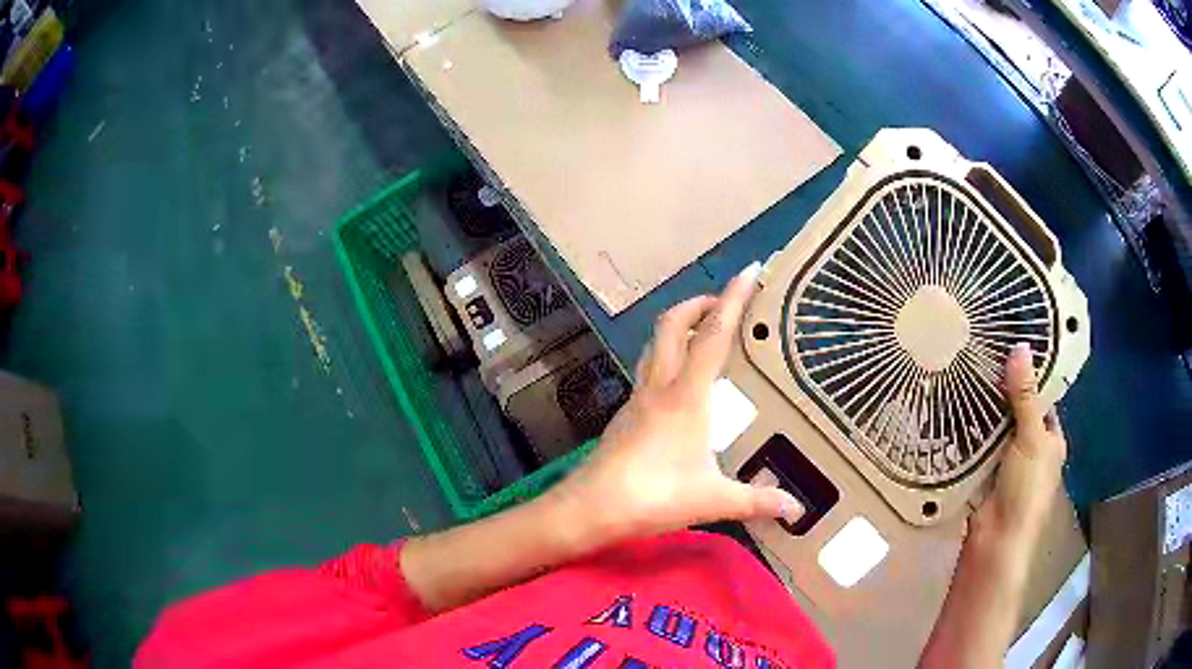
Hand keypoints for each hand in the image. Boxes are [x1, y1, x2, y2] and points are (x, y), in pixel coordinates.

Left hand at [549, 264, 802, 544]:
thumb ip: (757, 501)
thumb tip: (796, 510)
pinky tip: (677, 386)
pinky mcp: (624, 416)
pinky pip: (647, 372)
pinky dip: (665, 360)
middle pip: (672, 325)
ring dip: (677, 329)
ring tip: (702, 335)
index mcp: (687, 394)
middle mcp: (660, 386)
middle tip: (722, 305)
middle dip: (697, 304)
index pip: (714, 334)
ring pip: (654, 345)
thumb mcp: (714, 499)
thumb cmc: (656, 496)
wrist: (592, 508)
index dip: (734, 298)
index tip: (749, 269)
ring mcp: (637, 399)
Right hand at [972, 343, 1067, 542]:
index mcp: (1051, 439)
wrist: (996, 541)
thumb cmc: (1025, 489)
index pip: (1042, 397)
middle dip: (1001, 388)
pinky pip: (977, 443)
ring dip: (983, 408)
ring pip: (996, 426)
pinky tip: (953, 407)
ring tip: (963, 372)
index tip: (1009, 346)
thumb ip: (1025, 396)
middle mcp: (1032, 448)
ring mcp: (1007, 461)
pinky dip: (968, 429)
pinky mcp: (984, 472)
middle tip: (980, 355)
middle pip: (1017, 410)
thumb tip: (1020, 347)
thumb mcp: (1031, 438)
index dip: (1030, 373)